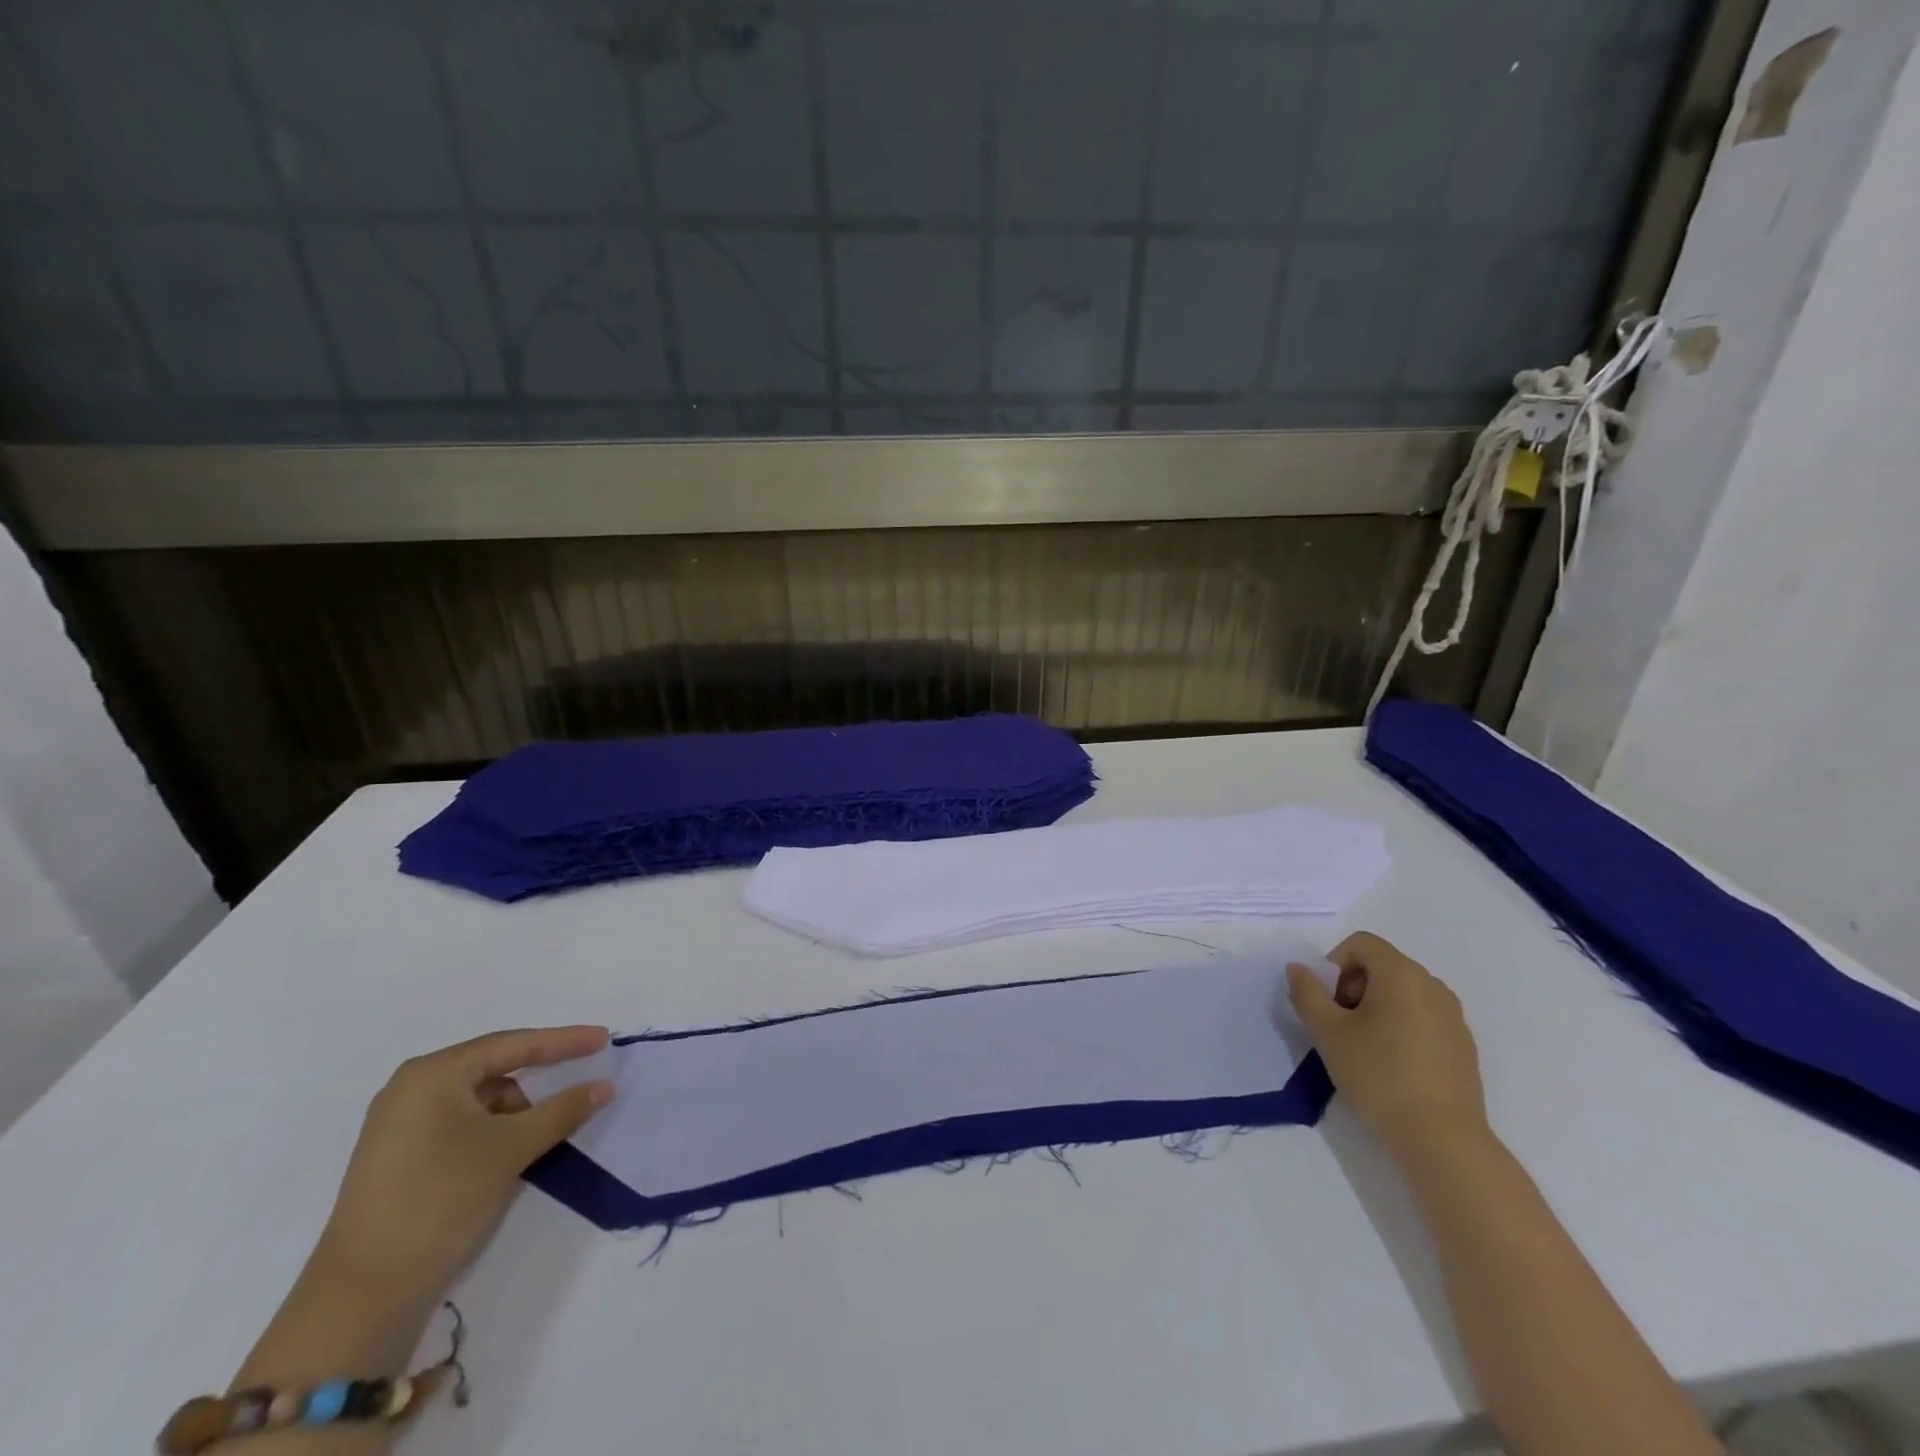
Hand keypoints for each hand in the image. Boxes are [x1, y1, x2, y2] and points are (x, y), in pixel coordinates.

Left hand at [314, 1026, 614, 1307]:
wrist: (361, 1298)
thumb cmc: (441, 1200)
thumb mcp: (512, 1149)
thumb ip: (564, 1110)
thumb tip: (604, 1085)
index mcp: (432, 1074)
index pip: (513, 1045)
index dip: (564, 1041)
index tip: (604, 1039)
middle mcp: (410, 1089)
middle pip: (494, 1068)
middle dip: (540, 1077)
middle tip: (582, 1078)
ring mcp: (398, 1125)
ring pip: (479, 1100)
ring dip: (517, 1111)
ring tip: (543, 1136)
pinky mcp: (397, 1158)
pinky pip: (460, 1125)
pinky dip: (493, 1131)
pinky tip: (512, 1154)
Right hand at [1288, 932, 1487, 1159]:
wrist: (1442, 1140)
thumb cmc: (1378, 1075)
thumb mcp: (1327, 1032)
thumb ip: (1307, 993)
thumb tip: (1298, 969)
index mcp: (1401, 974)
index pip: (1361, 943)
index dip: (1335, 964)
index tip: (1328, 1002)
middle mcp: (1432, 985)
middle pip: (1382, 965)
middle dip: (1353, 987)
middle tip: (1340, 1026)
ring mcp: (1453, 1016)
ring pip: (1403, 993)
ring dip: (1376, 1007)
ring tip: (1365, 1047)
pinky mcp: (1464, 1045)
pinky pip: (1423, 1017)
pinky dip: (1401, 1027)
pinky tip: (1393, 1066)